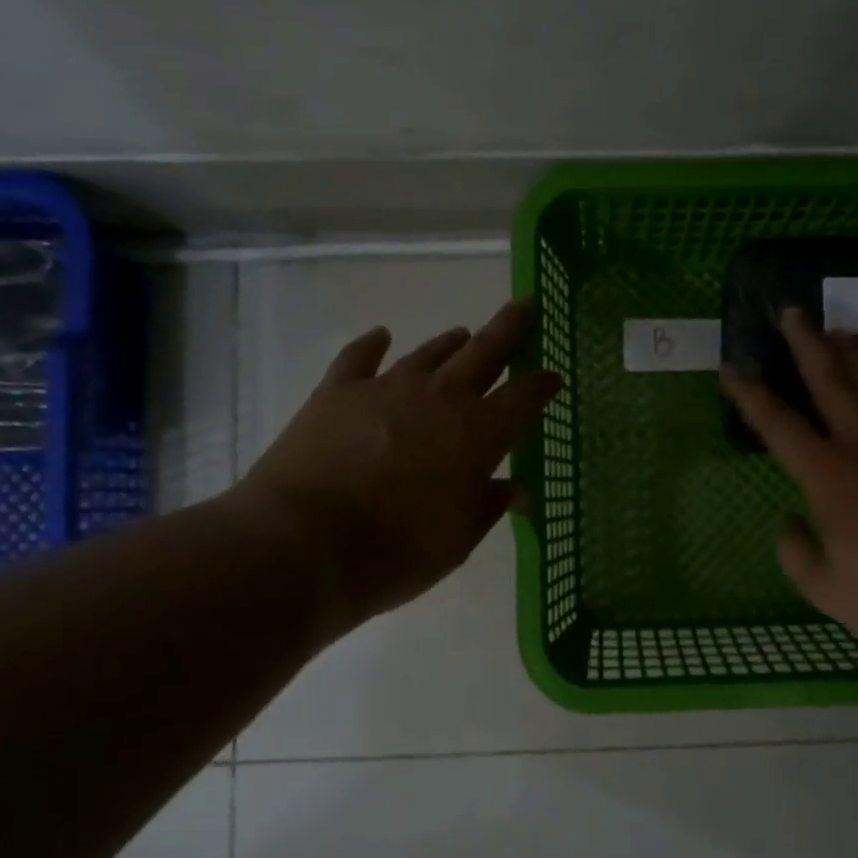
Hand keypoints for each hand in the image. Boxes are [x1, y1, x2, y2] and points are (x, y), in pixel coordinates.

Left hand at [227, 300, 558, 627]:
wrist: (304, 544)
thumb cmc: (396, 552)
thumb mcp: (457, 540)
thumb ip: (489, 506)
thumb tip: (518, 490)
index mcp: (479, 433)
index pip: (524, 397)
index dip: (542, 385)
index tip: (553, 377)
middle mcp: (440, 398)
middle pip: (485, 351)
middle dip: (510, 327)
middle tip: (526, 305)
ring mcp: (387, 388)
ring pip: (430, 352)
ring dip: (452, 343)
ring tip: (463, 334)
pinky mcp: (338, 391)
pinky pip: (360, 356)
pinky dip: (373, 344)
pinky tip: (381, 336)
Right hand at [721, 309, 857, 674]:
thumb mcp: (826, 589)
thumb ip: (796, 552)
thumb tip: (790, 522)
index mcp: (830, 477)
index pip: (780, 426)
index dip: (752, 395)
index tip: (732, 366)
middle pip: (834, 382)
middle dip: (808, 345)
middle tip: (793, 312)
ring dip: (856, 352)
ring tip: (841, 328)